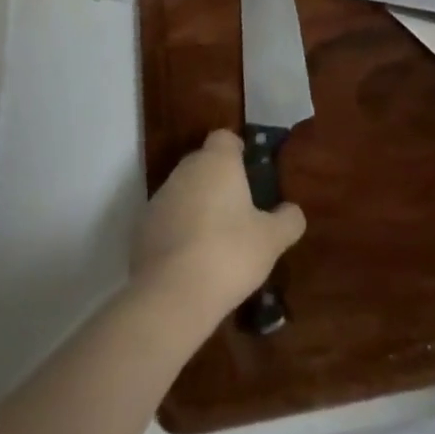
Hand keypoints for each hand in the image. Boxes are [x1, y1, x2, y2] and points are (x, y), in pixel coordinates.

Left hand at [133, 129, 306, 323]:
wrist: (171, 295)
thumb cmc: (229, 254)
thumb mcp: (271, 240)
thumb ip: (287, 220)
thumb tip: (293, 211)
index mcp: (217, 162)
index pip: (224, 138)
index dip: (237, 151)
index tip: (249, 172)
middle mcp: (185, 171)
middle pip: (203, 163)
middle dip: (218, 180)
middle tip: (238, 210)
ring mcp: (159, 198)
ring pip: (183, 191)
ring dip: (197, 206)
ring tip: (215, 240)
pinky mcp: (141, 228)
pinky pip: (167, 220)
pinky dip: (178, 231)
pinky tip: (191, 260)